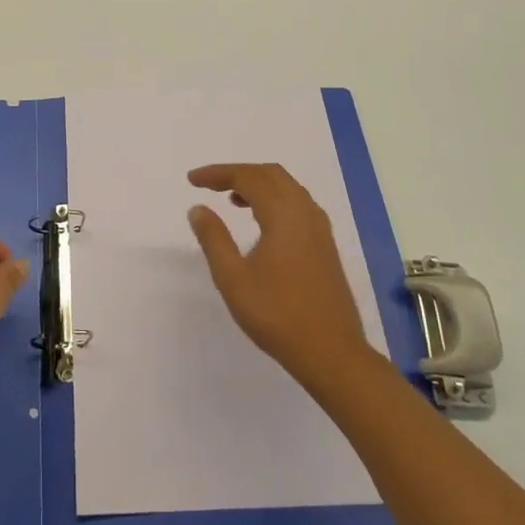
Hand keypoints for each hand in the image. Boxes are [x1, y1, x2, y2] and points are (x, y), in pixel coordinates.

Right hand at [187, 163, 372, 389]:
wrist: (331, 352)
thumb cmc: (277, 315)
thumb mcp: (233, 278)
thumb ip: (214, 239)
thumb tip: (198, 208)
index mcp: (283, 215)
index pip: (248, 177)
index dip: (218, 173)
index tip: (192, 180)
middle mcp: (305, 212)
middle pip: (271, 174)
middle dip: (238, 172)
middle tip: (210, 184)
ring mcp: (320, 229)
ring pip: (288, 188)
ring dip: (258, 185)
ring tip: (231, 199)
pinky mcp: (325, 245)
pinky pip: (298, 204)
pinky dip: (275, 199)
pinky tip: (261, 222)